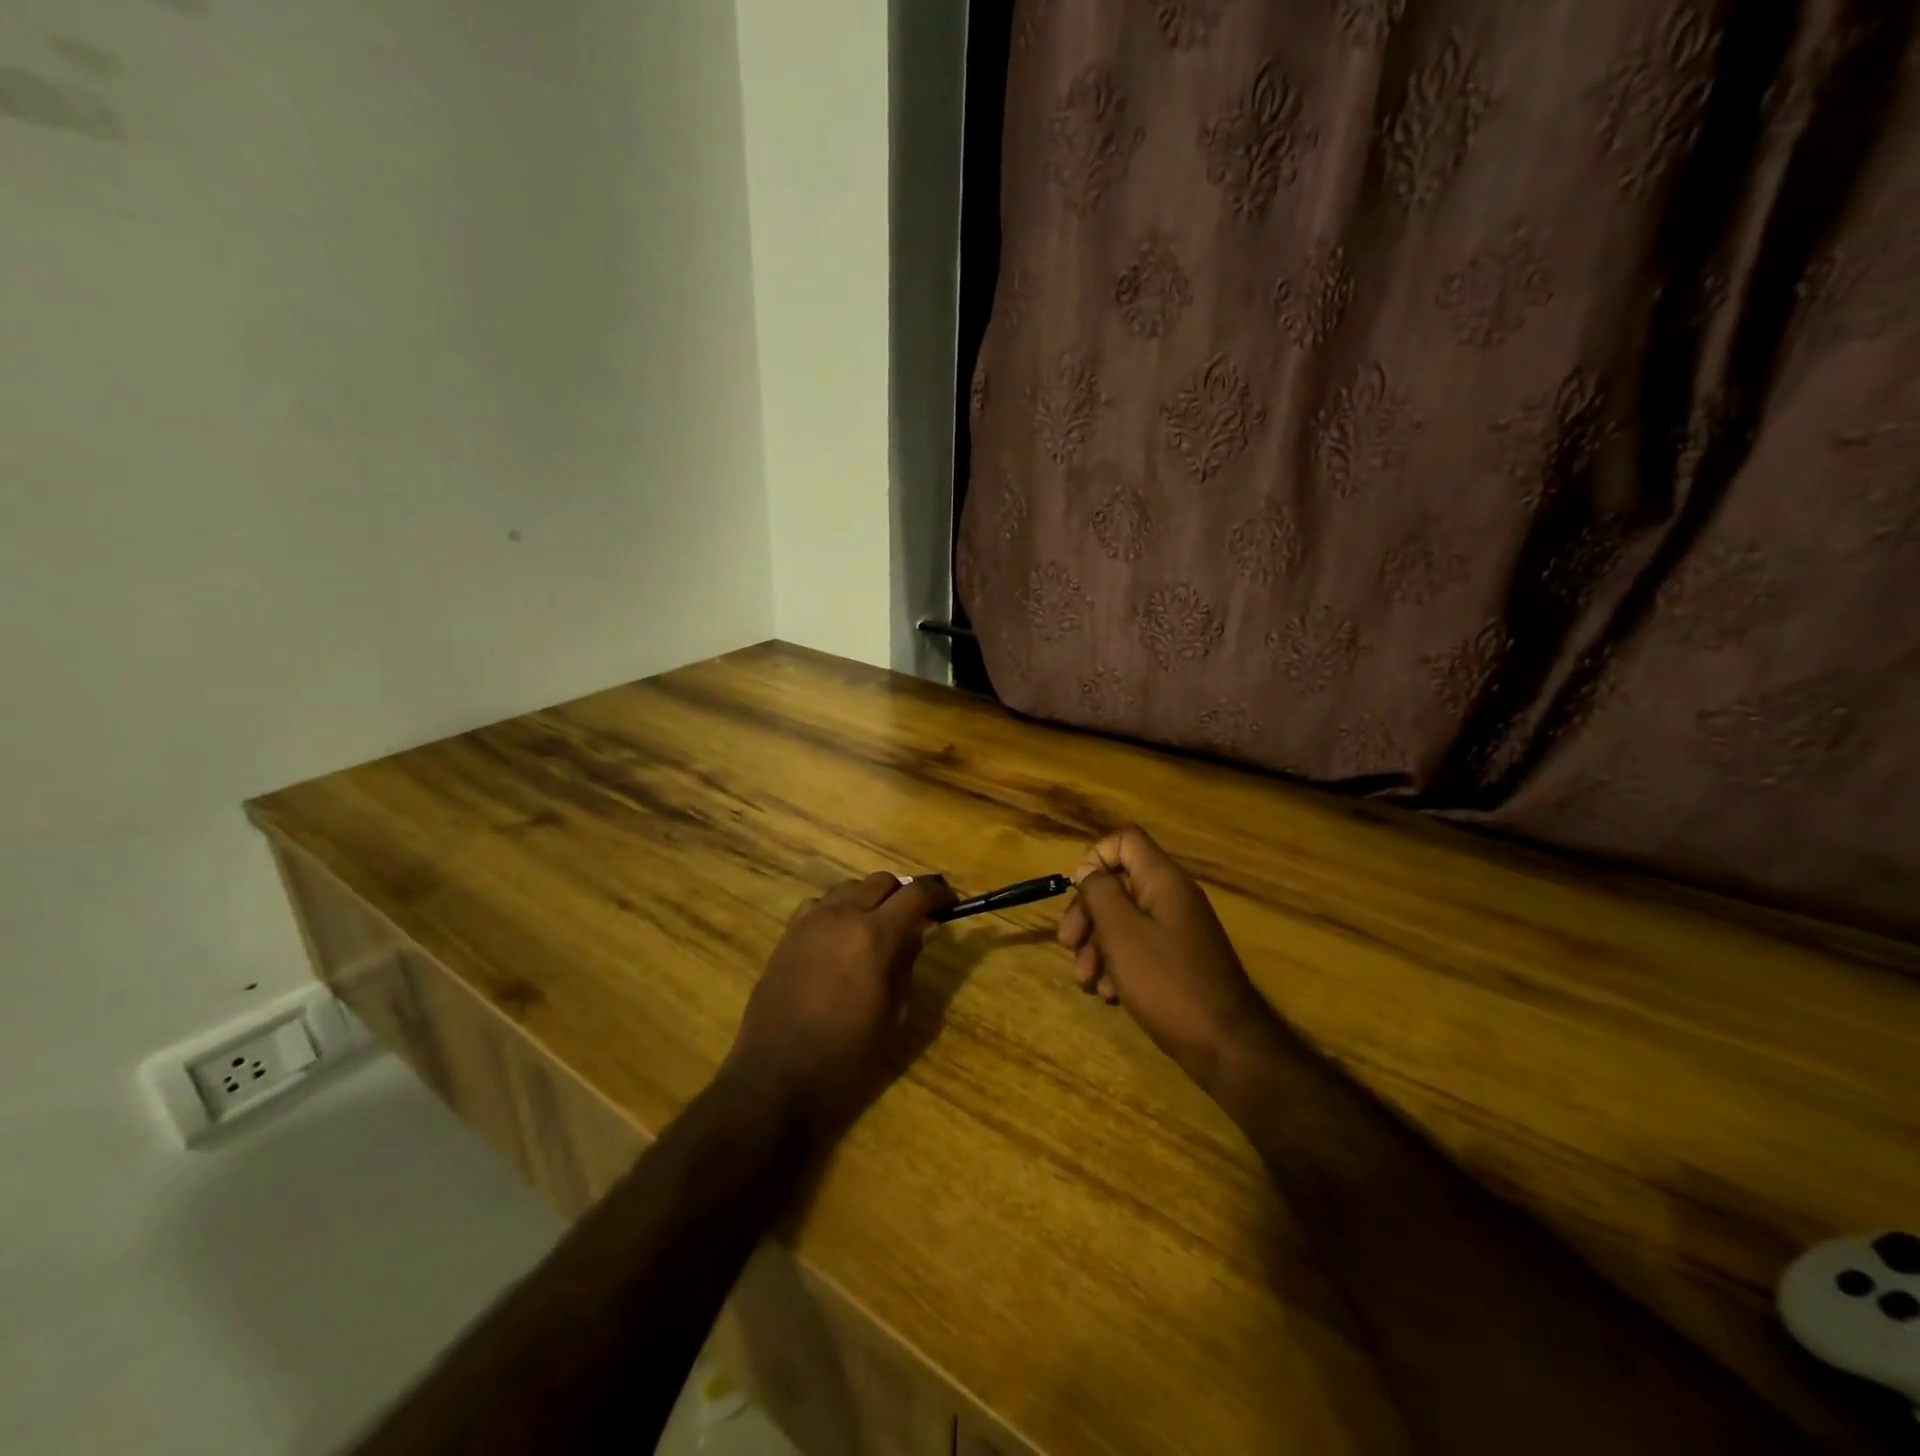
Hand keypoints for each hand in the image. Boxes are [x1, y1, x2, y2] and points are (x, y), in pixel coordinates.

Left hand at [721, 871, 954, 1135]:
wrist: (776, 1079)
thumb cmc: (846, 1056)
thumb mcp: (893, 1012)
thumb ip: (908, 961)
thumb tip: (923, 928)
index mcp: (874, 935)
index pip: (915, 893)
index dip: (937, 893)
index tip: (950, 902)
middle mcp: (841, 916)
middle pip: (881, 881)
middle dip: (904, 894)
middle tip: (916, 919)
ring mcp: (809, 922)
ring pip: (849, 888)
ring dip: (871, 898)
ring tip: (879, 926)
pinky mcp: (787, 935)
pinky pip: (821, 905)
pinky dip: (840, 909)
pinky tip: (842, 937)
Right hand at [1056, 826, 1282, 1093]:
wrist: (1225, 1046)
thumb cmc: (1167, 982)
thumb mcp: (1121, 933)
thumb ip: (1100, 892)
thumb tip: (1089, 871)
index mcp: (1163, 880)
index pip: (1125, 840)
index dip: (1095, 858)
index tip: (1078, 894)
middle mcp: (1172, 898)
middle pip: (1118, 884)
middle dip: (1087, 914)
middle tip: (1068, 946)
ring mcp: (1177, 930)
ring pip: (1124, 921)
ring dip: (1097, 947)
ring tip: (1088, 982)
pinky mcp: (1178, 961)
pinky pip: (1139, 949)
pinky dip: (1119, 966)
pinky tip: (1110, 995)